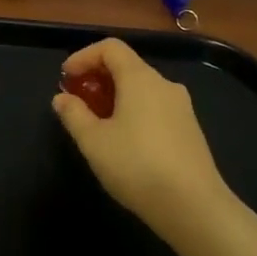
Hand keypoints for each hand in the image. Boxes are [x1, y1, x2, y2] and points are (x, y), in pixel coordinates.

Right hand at [52, 38, 233, 244]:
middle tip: (77, 101)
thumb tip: (62, 98)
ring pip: (142, 89)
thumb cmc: (137, 166)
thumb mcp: (93, 141)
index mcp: (140, 78)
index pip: (111, 47)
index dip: (84, 56)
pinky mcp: (190, 130)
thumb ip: (74, 114)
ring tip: (97, 124)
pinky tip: (124, 142)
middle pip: (127, 66)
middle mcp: (164, 85)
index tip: (66, 78)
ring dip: (115, 97)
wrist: (194, 208)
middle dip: (97, 78)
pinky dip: (134, 112)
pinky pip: (155, 108)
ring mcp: (182, 108)